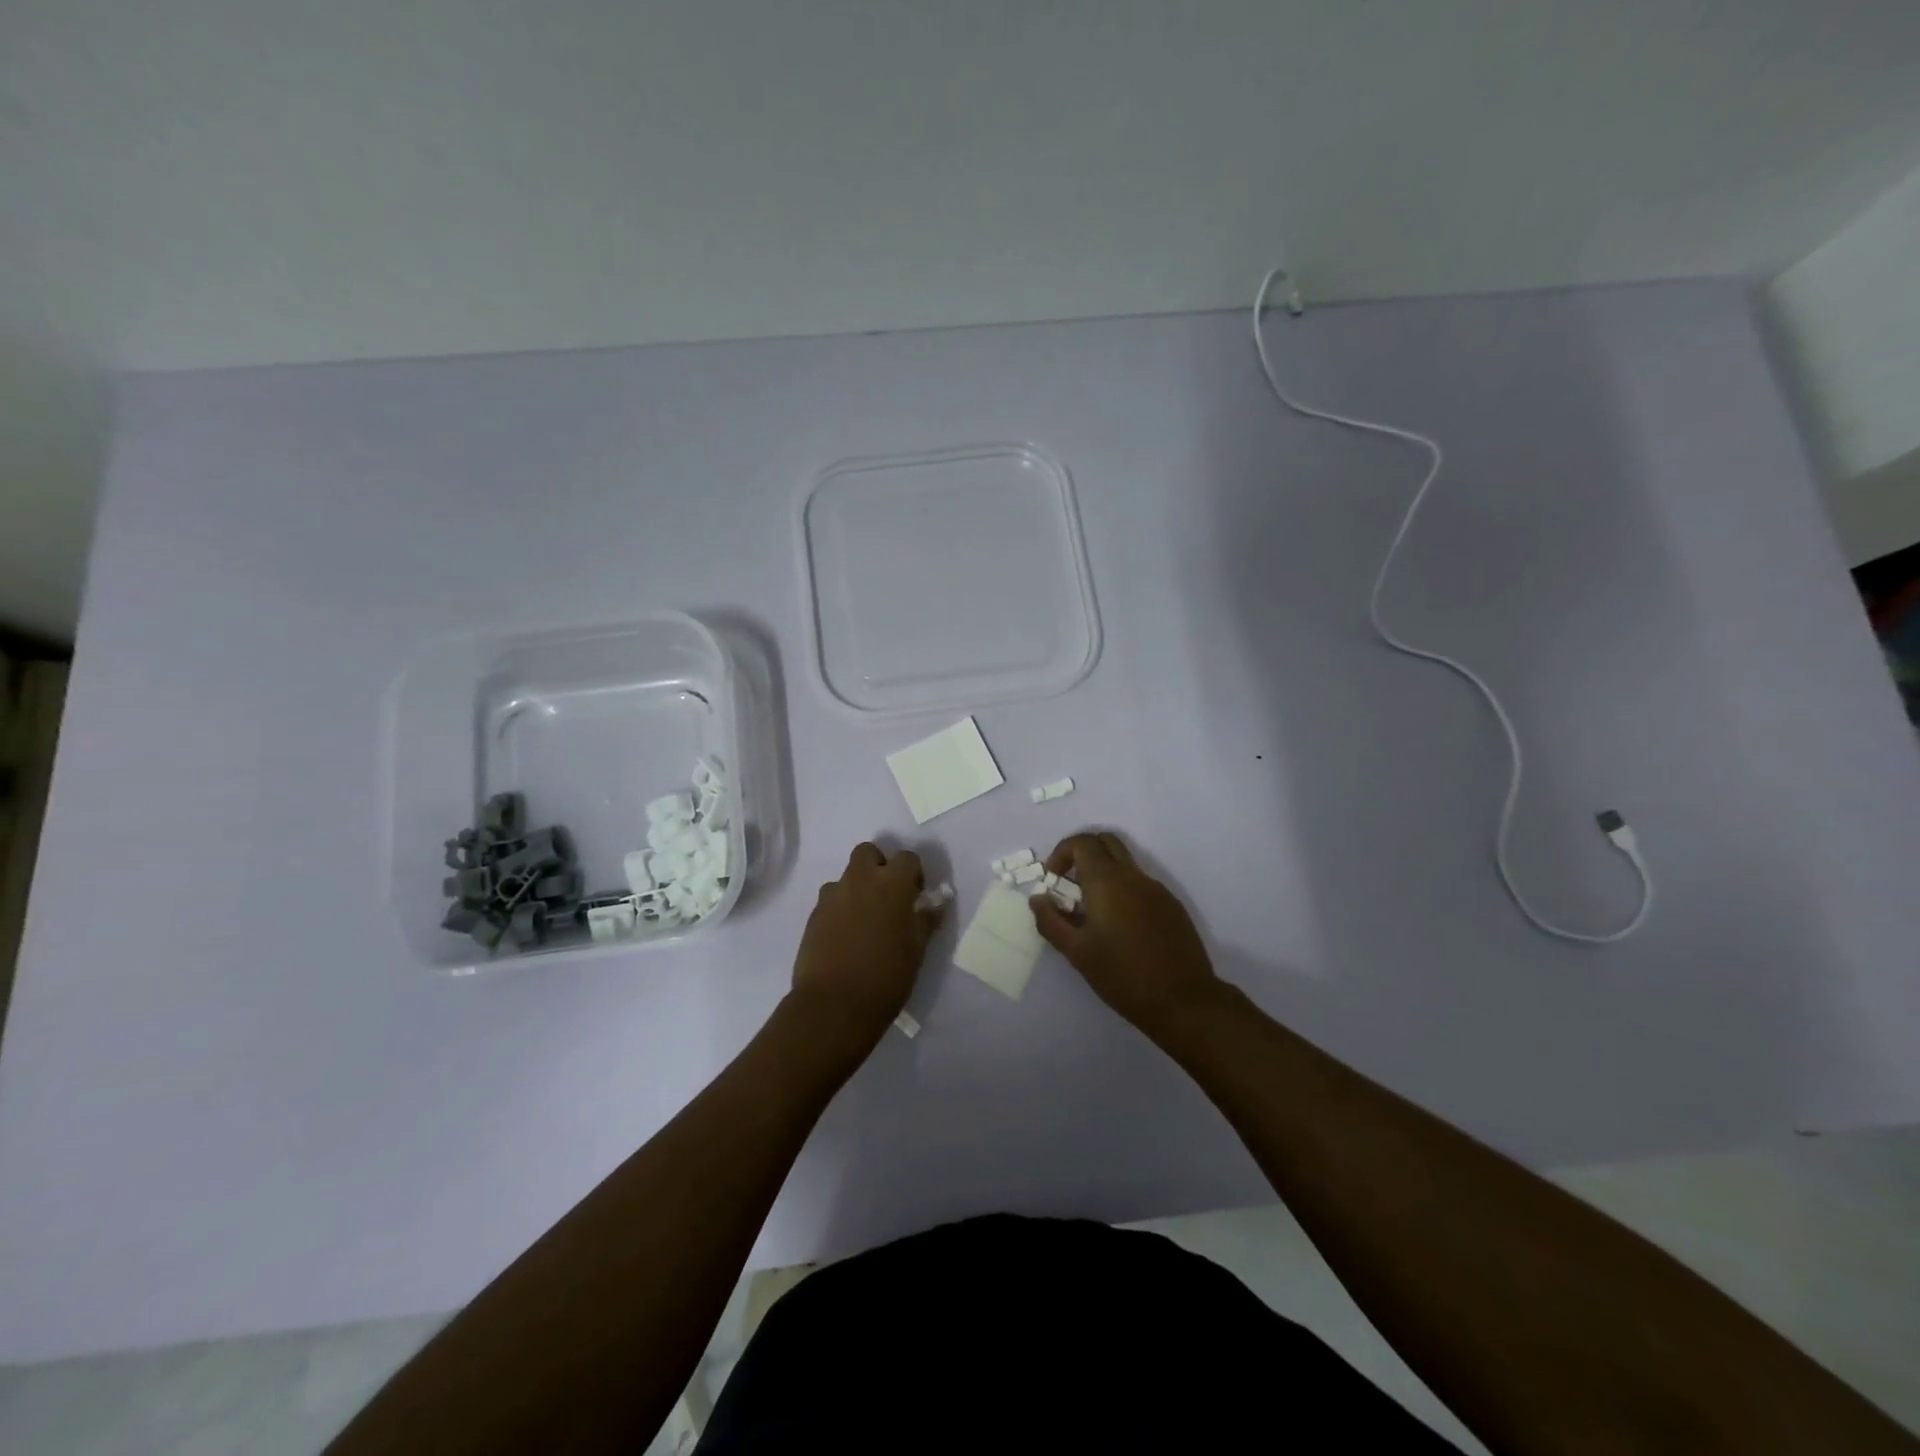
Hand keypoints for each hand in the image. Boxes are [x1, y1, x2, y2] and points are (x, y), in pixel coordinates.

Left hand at [789, 842, 941, 1053]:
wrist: (834, 1005)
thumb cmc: (886, 976)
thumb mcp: (917, 949)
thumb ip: (926, 919)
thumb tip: (935, 903)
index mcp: (891, 884)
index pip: (907, 858)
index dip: (914, 874)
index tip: (916, 896)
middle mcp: (859, 880)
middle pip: (868, 852)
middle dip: (879, 865)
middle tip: (887, 896)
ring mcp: (832, 896)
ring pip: (846, 877)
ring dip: (857, 888)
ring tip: (864, 921)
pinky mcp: (813, 915)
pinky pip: (830, 900)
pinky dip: (840, 909)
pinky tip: (845, 937)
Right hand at [1030, 831, 1223, 1038]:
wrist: (1183, 1001)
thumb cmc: (1122, 976)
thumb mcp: (1077, 952)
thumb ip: (1051, 921)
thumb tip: (1038, 898)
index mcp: (1107, 881)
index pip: (1082, 842)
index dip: (1062, 853)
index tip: (1053, 881)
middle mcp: (1133, 876)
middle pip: (1106, 842)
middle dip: (1083, 854)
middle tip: (1070, 886)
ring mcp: (1157, 889)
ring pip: (1125, 863)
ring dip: (1103, 874)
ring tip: (1093, 913)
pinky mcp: (1172, 906)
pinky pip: (1141, 884)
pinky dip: (1123, 891)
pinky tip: (1121, 928)